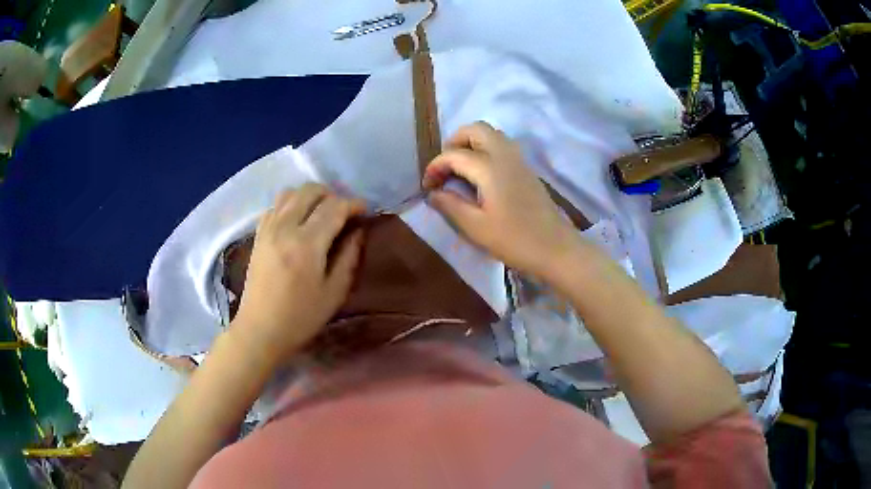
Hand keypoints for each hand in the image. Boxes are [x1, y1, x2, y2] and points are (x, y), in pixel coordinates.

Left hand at [231, 183, 365, 360]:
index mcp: (307, 244)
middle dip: (332, 195)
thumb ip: (349, 257)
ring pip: (291, 192)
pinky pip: (275, 205)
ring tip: (321, 213)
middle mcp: (285, 227)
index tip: (365, 211)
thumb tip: (358, 230)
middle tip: (344, 212)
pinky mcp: (258, 234)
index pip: (334, 207)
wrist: (260, 329)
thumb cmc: (301, 317)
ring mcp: (268, 228)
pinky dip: (291, 204)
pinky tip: (298, 222)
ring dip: (310, 196)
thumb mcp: (334, 292)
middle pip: (311, 190)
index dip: (353, 204)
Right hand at [423, 122, 581, 278]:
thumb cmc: (515, 240)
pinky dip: (485, 150)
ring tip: (460, 169)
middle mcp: (505, 155)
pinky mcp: (527, 169)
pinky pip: (502, 146)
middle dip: (454, 141)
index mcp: (490, 168)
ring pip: (491, 134)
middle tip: (444, 167)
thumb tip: (433, 193)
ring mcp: (519, 160)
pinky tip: (480, 176)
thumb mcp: (476, 228)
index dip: (435, 166)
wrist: (555, 248)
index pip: (454, 154)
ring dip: (471, 143)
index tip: (427, 186)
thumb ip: (451, 206)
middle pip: (476, 129)